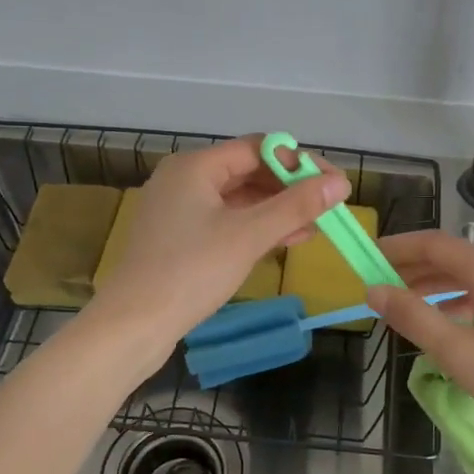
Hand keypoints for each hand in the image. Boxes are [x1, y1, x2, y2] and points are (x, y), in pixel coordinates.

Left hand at [90, 136, 349, 342]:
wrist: (132, 325)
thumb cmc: (191, 272)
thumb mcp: (248, 236)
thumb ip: (296, 206)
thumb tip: (340, 183)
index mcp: (195, 166)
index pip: (258, 148)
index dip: (299, 163)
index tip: (333, 184)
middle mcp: (184, 179)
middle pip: (248, 171)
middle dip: (290, 188)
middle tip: (329, 207)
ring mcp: (179, 209)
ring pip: (239, 199)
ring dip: (277, 210)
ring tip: (317, 226)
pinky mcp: (179, 238)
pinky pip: (226, 221)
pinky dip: (256, 228)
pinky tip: (286, 241)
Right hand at [366, 230, 473, 450]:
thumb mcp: (459, 353)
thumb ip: (414, 317)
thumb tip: (374, 290)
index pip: (435, 244)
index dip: (399, 247)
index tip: (368, 257)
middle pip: (454, 258)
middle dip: (413, 267)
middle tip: (379, 283)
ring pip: (471, 278)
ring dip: (435, 286)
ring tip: (405, 305)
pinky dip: (459, 302)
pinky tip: (447, 323)